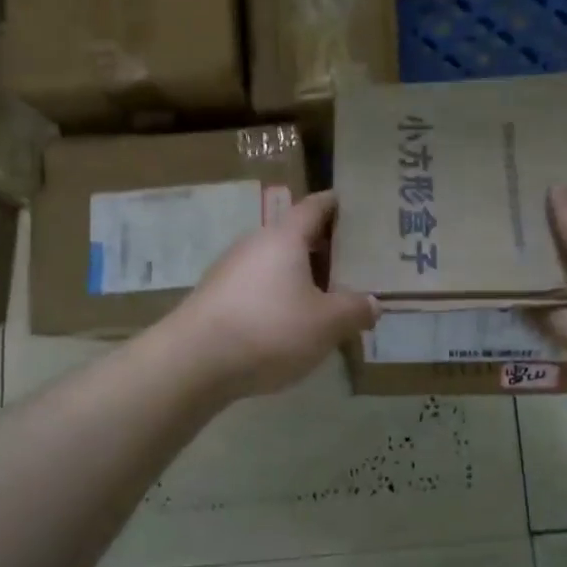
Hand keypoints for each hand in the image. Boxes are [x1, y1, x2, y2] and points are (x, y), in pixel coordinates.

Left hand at [166, 191, 377, 400]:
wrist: (192, 363)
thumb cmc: (269, 329)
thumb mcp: (327, 323)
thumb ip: (355, 310)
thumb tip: (373, 303)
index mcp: (285, 236)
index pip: (315, 206)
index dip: (336, 204)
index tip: (355, 207)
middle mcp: (255, 243)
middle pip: (295, 235)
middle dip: (324, 246)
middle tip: (354, 262)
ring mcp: (230, 270)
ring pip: (276, 263)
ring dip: (301, 275)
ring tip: (327, 296)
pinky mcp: (216, 297)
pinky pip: (258, 287)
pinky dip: (279, 295)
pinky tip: (291, 323)